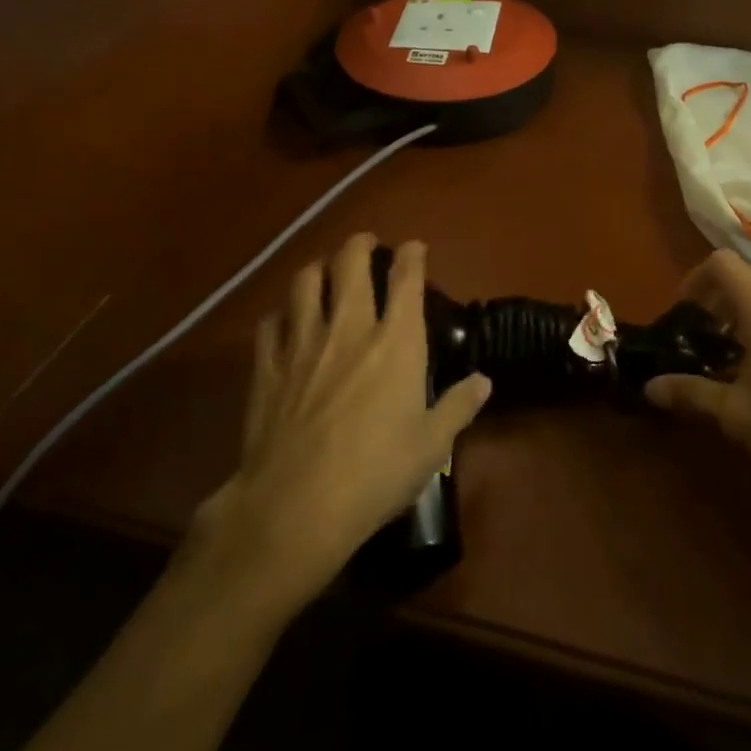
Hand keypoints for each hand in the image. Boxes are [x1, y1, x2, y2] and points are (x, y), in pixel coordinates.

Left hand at [185, 234, 489, 607]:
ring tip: (325, 272)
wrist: (296, 506)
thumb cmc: (376, 473)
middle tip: (366, 244)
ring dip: (319, 268)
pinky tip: (287, 322)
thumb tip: (483, 381)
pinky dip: (283, 313)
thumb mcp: (432, 445)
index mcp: (397, 342)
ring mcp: (303, 343)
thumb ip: (459, 406)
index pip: (406, 279)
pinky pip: (271, 322)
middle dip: (360, 244)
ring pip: (305, 281)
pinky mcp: (267, 366)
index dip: (412, 255)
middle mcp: (349, 328)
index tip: (414, 247)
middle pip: (350, 263)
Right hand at [644, 250, 750, 505]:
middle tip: (699, 331)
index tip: (682, 313)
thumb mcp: (734, 411)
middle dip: (715, 294)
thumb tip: (649, 388)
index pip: (721, 263)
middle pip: (745, 273)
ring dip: (740, 307)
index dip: (693, 279)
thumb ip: (689, 393)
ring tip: (727, 349)